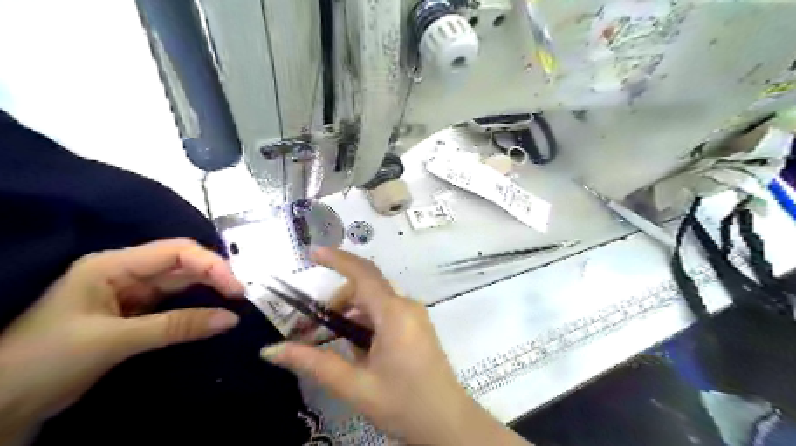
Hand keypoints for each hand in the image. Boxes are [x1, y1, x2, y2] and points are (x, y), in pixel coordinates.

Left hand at [0, 237, 242, 435]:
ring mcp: (131, 292)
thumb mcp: (113, 341)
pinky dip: (196, 308)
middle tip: (242, 297)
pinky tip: (214, 313)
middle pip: (183, 264)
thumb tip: (231, 319)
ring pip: (181, 283)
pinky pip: (175, 304)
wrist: (0, 405)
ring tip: (235, 303)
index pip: (176, 252)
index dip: (211, 265)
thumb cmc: (46, 361)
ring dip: (209, 291)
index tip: (236, 289)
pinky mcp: (136, 313)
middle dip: (214, 277)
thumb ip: (176, 326)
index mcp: (113, 265)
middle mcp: (126, 272)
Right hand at [261, 247, 533, 444]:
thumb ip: (313, 363)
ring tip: (331, 345)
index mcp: (393, 313)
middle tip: (310, 330)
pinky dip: (365, 322)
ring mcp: (414, 314)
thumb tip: (270, 350)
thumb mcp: (354, 385)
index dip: (337, 259)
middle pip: (365, 288)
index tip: (313, 253)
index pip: (362, 273)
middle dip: (336, 303)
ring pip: (374, 301)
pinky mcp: (416, 325)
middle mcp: (406, 305)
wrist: (447, 422)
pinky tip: (358, 350)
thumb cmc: (403, 403)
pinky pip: (385, 312)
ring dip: (349, 315)